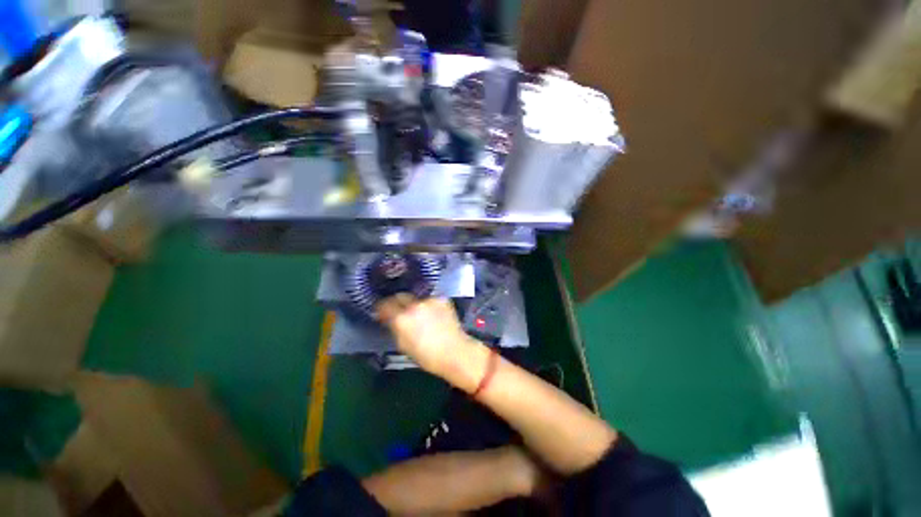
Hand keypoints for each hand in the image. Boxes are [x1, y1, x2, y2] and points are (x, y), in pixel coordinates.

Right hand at [376, 294, 480, 379]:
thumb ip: (395, 328)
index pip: (385, 304)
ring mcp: (429, 301)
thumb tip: (391, 320)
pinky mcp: (442, 299)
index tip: (383, 311)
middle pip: (400, 296)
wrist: (454, 352)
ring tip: (422, 317)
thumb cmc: (428, 355)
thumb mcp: (403, 345)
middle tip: (400, 311)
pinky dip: (430, 305)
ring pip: (417, 298)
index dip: (382, 308)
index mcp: (401, 318)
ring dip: (416, 304)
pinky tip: (434, 316)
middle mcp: (414, 306)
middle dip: (398, 302)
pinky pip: (431, 300)